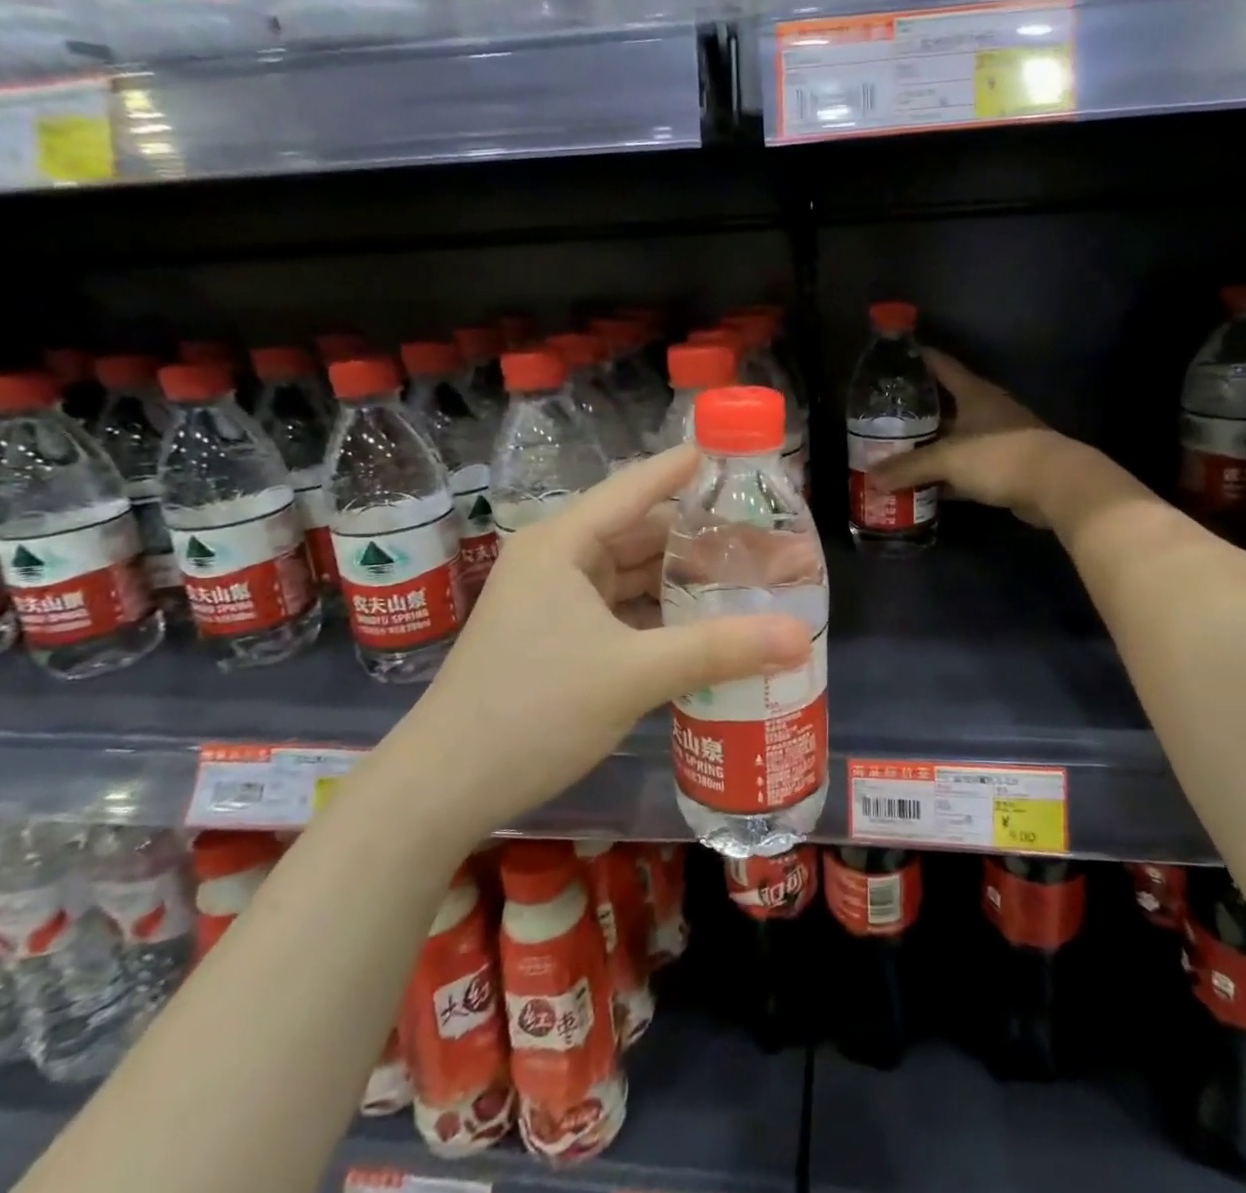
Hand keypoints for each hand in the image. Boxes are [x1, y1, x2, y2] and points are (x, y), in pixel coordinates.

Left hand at [406, 447, 811, 829]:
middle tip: (760, 542)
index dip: (682, 471)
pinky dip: (658, 614)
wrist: (444, 788)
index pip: (634, 489)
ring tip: (742, 579)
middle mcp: (557, 560)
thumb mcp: (632, 675)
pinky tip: (700, 624)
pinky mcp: (556, 638)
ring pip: (630, 575)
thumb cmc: (533, 710)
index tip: (729, 457)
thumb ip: (718, 650)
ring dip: (680, 579)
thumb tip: (801, 636)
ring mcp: (553, 601)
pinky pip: (619, 610)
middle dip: (698, 539)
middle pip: (639, 533)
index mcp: (563, 544)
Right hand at [871, 349, 1093, 531]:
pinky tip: (922, 485)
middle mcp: (985, 410)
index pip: (941, 365)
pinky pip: (964, 467)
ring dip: (929, 446)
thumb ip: (908, 467)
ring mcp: (996, 438)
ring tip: (894, 450)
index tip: (891, 357)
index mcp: (974, 393)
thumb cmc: (999, 456)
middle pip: (944, 403)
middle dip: (914, 410)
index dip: (917, 358)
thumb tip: (871, 478)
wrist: (1056, 485)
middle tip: (881, 416)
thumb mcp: (947, 459)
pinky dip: (945, 475)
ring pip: (953, 438)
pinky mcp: (1002, 467)